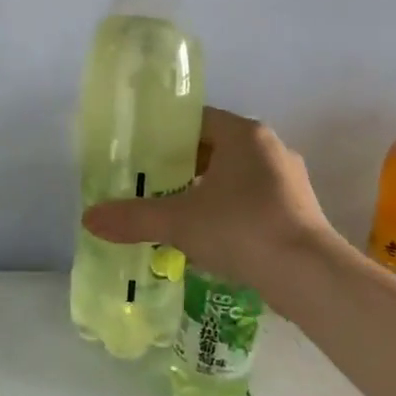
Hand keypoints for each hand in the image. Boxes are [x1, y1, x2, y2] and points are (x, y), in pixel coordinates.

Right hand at [82, 108, 337, 295]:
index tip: (141, 155)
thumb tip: (88, 219)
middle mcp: (270, 148)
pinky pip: (254, 201)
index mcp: (243, 134)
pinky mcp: (299, 210)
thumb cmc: (241, 228)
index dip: (166, 136)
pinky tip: (211, 237)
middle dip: (183, 167)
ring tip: (176, 213)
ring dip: (207, 191)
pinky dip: (230, 212)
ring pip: (235, 177)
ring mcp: (288, 180)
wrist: (308, 275)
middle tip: (151, 185)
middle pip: (215, 148)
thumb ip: (133, 218)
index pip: (197, 120)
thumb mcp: (178, 221)